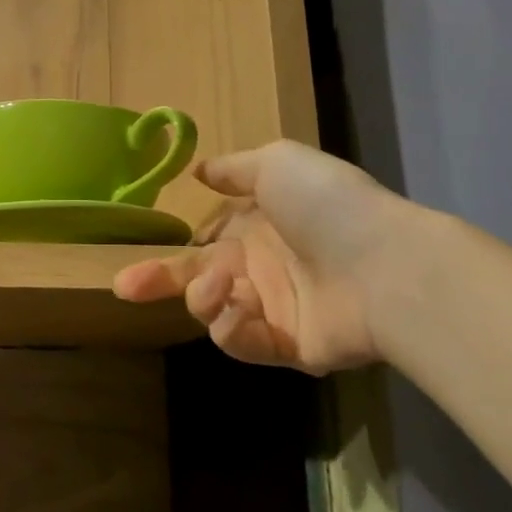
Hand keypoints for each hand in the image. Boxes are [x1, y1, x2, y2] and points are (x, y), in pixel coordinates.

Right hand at [112, 141, 416, 374]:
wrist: (386, 266)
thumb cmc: (328, 206)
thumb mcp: (277, 164)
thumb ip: (234, 169)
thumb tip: (199, 170)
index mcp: (256, 227)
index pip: (202, 242)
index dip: (171, 248)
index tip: (141, 250)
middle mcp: (260, 268)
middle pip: (195, 280)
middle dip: (157, 282)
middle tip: (125, 287)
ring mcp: (273, 309)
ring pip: (212, 311)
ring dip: (206, 298)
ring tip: (224, 287)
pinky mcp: (286, 348)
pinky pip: (242, 342)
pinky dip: (233, 328)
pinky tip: (243, 311)